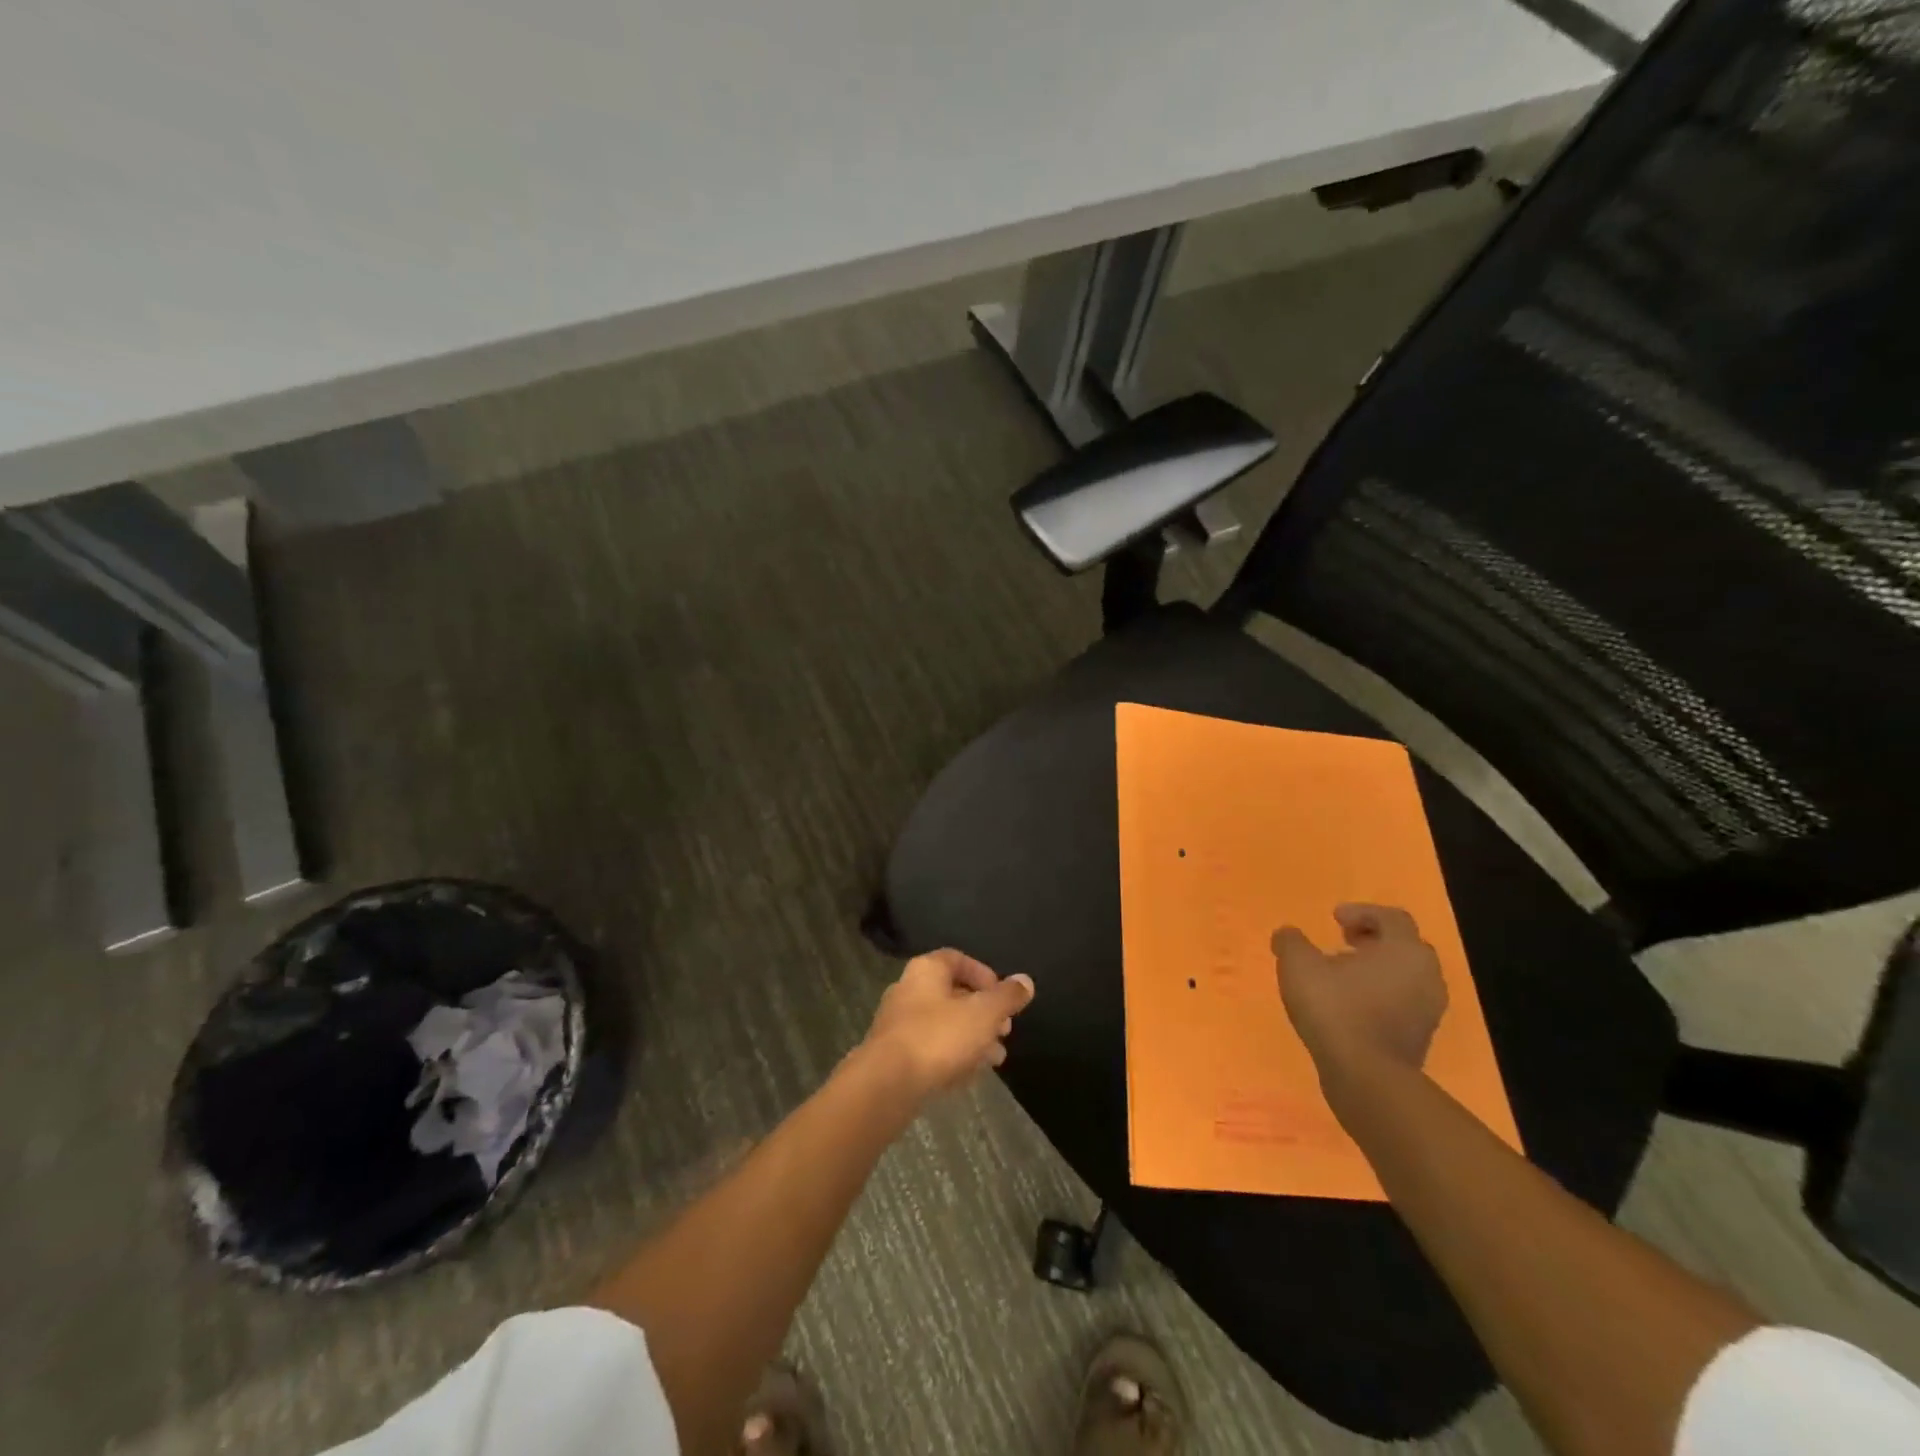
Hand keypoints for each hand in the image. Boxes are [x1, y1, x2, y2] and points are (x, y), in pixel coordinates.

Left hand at [859, 949, 1035, 1100]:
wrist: (886, 1085)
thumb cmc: (938, 1037)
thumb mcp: (983, 1014)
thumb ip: (1007, 997)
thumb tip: (1026, 981)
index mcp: (926, 970)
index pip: (958, 959)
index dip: (984, 974)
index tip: (1003, 997)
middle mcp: (908, 990)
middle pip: (952, 994)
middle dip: (983, 1012)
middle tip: (1004, 1030)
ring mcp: (898, 1024)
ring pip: (943, 1025)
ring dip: (971, 1038)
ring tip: (996, 1058)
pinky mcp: (894, 1056)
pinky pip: (930, 1049)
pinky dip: (952, 1057)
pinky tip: (970, 1076)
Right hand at [1272, 904, 1447, 1082]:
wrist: (1367, 1077)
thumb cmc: (1336, 1009)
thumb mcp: (1298, 966)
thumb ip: (1291, 942)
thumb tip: (1287, 934)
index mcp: (1404, 950)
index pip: (1392, 917)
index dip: (1362, 912)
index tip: (1334, 919)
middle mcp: (1427, 975)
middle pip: (1404, 946)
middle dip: (1373, 940)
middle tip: (1343, 942)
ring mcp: (1429, 1010)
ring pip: (1405, 976)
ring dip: (1376, 969)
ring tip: (1341, 976)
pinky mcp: (1421, 1038)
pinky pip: (1403, 1003)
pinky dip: (1380, 995)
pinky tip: (1349, 1006)